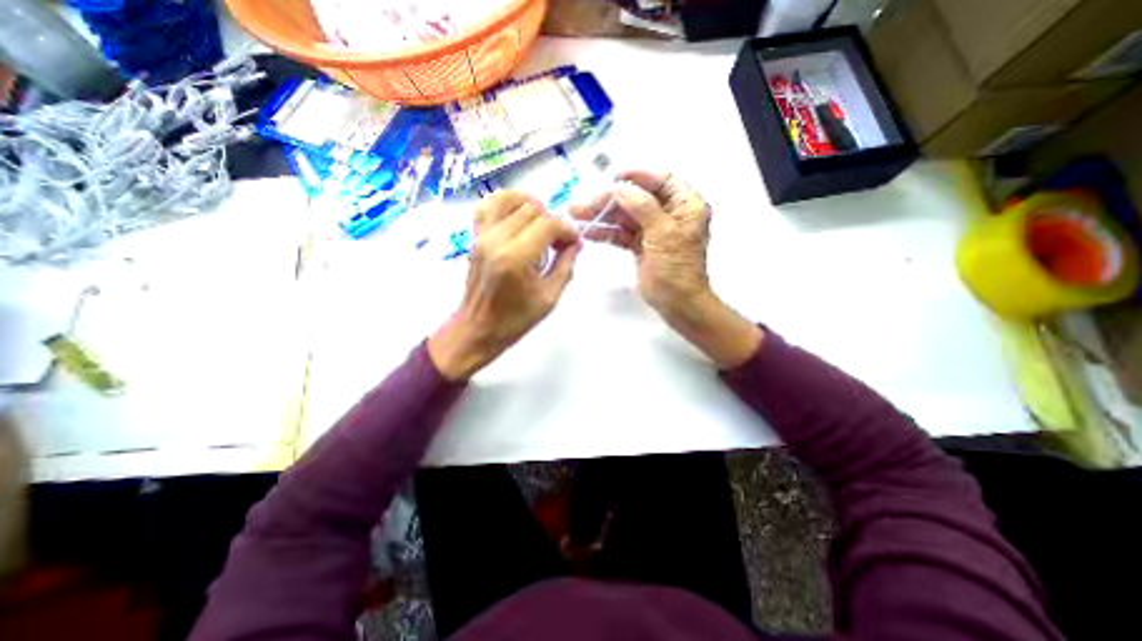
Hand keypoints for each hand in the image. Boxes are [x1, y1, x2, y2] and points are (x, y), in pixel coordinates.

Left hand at [429, 189, 579, 380]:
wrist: (478, 329)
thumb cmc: (515, 319)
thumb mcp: (549, 298)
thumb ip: (565, 266)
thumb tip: (576, 244)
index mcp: (516, 258)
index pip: (548, 225)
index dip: (566, 230)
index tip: (573, 243)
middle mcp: (496, 240)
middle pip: (531, 209)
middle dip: (552, 221)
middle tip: (558, 241)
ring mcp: (481, 235)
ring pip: (508, 198)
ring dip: (530, 206)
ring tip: (539, 225)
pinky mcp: (474, 237)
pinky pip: (487, 205)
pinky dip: (505, 204)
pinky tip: (517, 218)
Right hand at [571, 169, 710, 318]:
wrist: (678, 304)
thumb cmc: (677, 271)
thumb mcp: (663, 235)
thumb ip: (644, 208)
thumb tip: (621, 188)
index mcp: (684, 205)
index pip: (661, 179)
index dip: (637, 175)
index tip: (612, 178)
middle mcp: (669, 213)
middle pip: (636, 198)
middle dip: (609, 200)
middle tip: (583, 205)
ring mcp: (653, 230)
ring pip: (625, 215)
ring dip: (602, 215)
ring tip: (577, 215)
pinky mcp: (641, 245)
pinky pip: (621, 233)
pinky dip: (606, 232)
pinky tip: (588, 232)